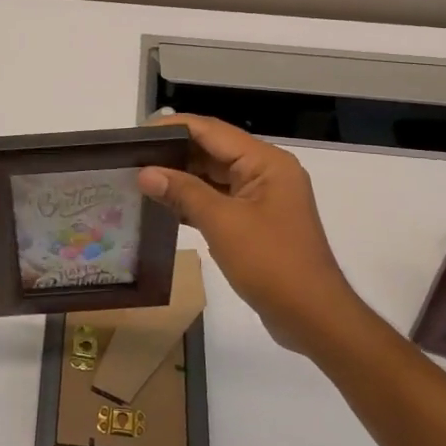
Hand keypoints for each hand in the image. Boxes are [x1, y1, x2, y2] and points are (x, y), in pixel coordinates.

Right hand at [137, 114, 358, 353]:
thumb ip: (183, 192)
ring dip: (181, 177)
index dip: (173, 128)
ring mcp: (262, 197)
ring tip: (139, 178)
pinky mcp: (256, 221)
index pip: (211, 130)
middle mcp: (266, 171)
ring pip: (214, 175)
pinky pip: (219, 199)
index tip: (136, 134)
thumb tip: (144, 173)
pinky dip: (193, 200)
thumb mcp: (222, 223)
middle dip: (173, 152)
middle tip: (131, 157)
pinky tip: (163, 205)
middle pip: (213, 150)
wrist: (313, 318)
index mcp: (265, 162)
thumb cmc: (271, 263)